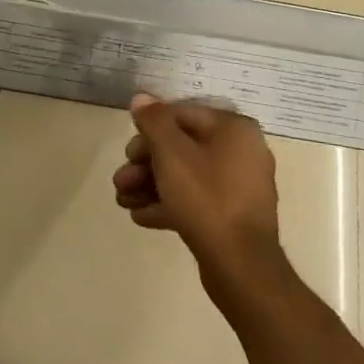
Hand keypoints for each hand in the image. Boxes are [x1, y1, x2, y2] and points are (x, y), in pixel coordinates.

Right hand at [114, 95, 287, 288]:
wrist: (240, 265)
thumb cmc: (205, 198)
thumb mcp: (171, 153)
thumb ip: (154, 121)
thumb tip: (142, 98)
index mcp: (234, 129)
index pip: (181, 114)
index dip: (149, 130)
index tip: (128, 152)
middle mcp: (241, 151)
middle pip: (180, 146)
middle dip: (145, 163)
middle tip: (122, 179)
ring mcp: (238, 185)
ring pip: (184, 174)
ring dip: (150, 184)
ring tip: (123, 201)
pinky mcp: (232, 214)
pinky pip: (195, 199)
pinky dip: (169, 203)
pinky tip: (142, 216)